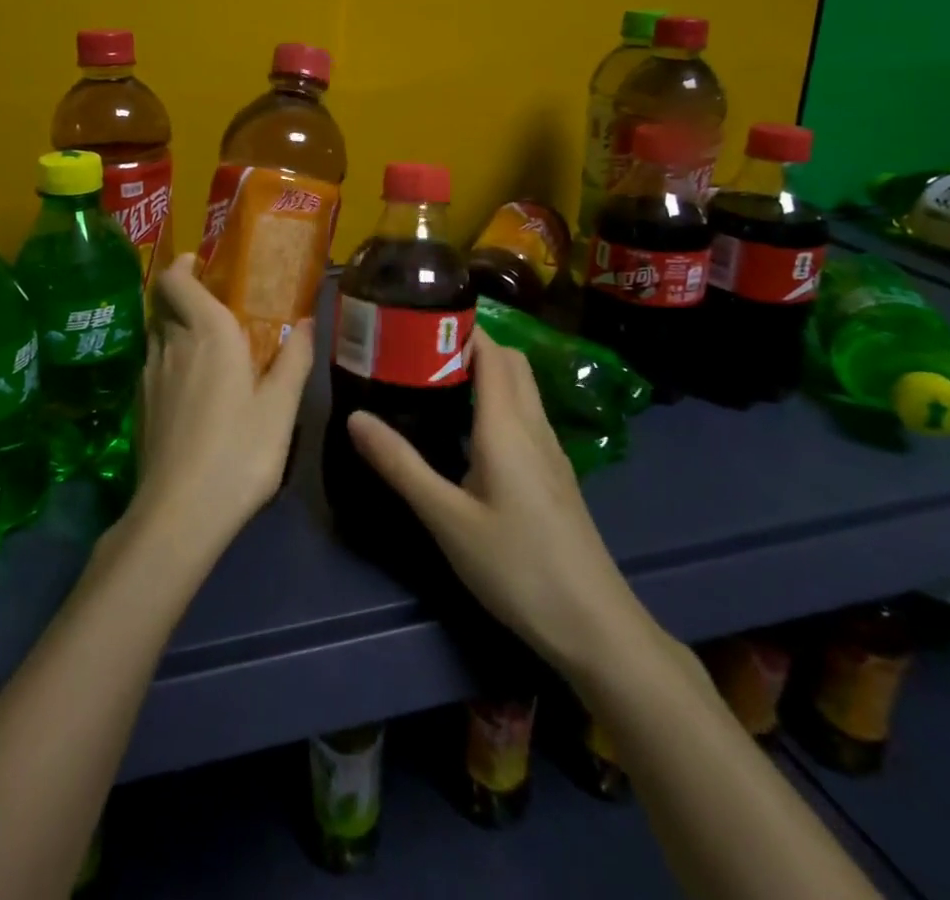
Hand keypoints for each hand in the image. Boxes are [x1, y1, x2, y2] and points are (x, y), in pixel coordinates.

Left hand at [124, 256, 313, 559]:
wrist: (179, 512)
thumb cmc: (239, 451)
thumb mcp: (280, 408)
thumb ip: (294, 359)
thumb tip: (306, 322)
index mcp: (206, 333)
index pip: (176, 280)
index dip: (183, 266)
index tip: (200, 263)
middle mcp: (170, 344)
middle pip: (164, 304)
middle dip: (185, 296)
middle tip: (216, 307)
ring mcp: (148, 375)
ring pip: (157, 335)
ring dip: (177, 329)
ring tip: (207, 349)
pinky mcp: (138, 405)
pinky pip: (153, 365)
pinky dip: (169, 360)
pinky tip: (192, 390)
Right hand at [346, 331, 647, 674]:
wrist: (594, 625)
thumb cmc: (517, 566)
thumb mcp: (447, 518)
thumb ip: (401, 465)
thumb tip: (355, 416)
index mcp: (507, 425)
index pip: (490, 351)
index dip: (459, 327)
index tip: (416, 323)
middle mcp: (533, 425)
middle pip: (509, 361)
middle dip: (469, 343)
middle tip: (419, 352)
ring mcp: (550, 450)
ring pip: (521, 387)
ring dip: (486, 370)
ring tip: (436, 382)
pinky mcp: (555, 474)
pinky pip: (525, 414)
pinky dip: (497, 400)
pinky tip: (468, 430)